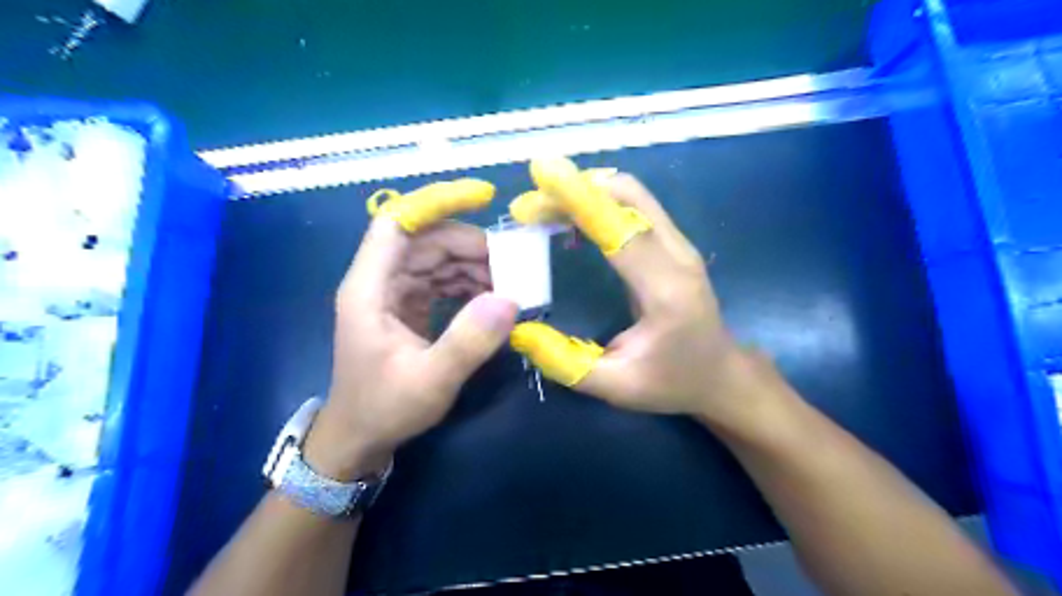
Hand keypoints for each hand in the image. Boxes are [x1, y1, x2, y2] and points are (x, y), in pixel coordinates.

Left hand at [305, 180, 521, 479]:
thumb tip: (510, 300)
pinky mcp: (406, 307)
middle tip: (512, 264)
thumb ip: (468, 342)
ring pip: (436, 259)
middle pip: (426, 240)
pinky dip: (467, 283)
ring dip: (473, 265)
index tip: (483, 197)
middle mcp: (379, 282)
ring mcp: (393, 294)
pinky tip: (491, 298)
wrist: (359, 437)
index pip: (398, 222)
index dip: (437, 202)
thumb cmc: (384, 408)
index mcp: (369, 288)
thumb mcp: (430, 381)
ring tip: (508, 285)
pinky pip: (440, 280)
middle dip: (470, 245)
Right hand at [511, 160, 769, 433]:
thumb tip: (518, 331)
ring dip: (585, 191)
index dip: (581, 198)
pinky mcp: (673, 243)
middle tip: (529, 207)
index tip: (541, 174)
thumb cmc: (673, 383)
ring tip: (542, 208)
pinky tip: (571, 217)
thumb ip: (566, 363)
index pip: (622, 230)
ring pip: (632, 194)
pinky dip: (599, 200)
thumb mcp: (616, 387)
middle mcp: (678, 255)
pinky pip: (634, 206)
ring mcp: (680, 244)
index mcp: (666, 290)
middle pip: (628, 196)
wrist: (722, 374)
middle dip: (574, 190)